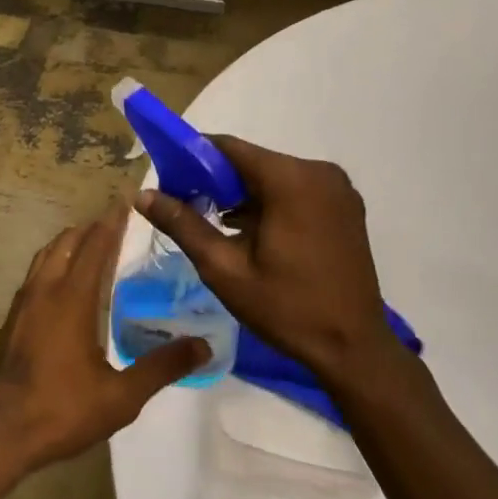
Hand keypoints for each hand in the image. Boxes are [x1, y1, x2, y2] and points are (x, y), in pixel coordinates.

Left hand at [0, 204, 208, 474]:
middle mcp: (45, 290)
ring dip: (69, 242)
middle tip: (114, 223)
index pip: (94, 248)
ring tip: (90, 243)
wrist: (0, 433)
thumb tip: (203, 346)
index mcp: (72, 299)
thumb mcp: (121, 397)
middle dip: (91, 228)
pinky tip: (62, 282)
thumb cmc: (61, 411)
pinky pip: (35, 273)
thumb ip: (161, 367)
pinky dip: (53, 261)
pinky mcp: (12, 318)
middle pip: (67, 243)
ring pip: (46, 255)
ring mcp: (23, 303)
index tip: (125, 203)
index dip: (111, 224)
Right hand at [136, 136, 396, 380]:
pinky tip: (253, 233)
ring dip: (244, 194)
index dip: (193, 156)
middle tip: (189, 207)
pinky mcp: (345, 207)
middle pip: (252, 161)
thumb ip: (183, 224)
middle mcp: (318, 172)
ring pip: (273, 176)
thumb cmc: (287, 308)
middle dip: (217, 179)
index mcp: (291, 179)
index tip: (170, 177)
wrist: (355, 351)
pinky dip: (270, 203)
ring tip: (217, 225)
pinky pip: (296, 190)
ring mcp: (337, 189)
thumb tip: (142, 195)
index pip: (229, 147)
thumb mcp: (225, 269)